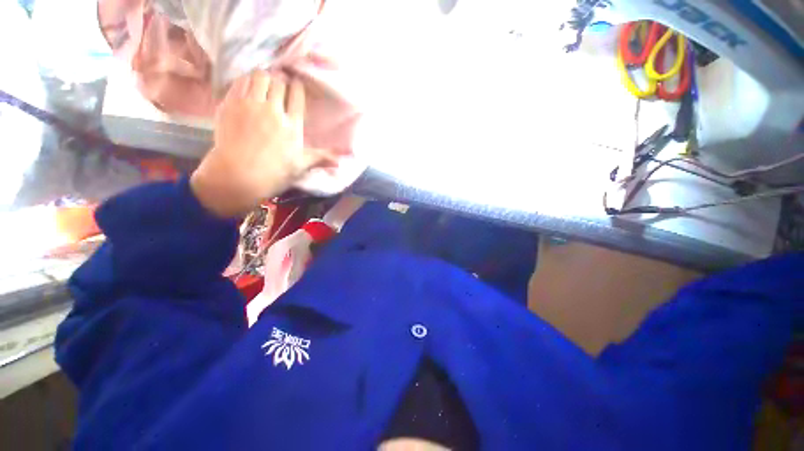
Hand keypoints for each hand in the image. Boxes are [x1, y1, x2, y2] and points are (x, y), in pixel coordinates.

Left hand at [190, 71, 334, 217]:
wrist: (238, 176)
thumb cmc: (274, 173)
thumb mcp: (301, 166)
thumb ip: (321, 158)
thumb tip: (342, 162)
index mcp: (292, 125)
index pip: (297, 96)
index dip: (297, 87)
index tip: (296, 85)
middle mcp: (273, 110)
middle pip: (278, 82)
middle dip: (280, 80)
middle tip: (279, 84)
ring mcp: (250, 105)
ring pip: (259, 76)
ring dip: (264, 77)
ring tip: (264, 83)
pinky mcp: (230, 104)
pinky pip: (239, 82)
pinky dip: (245, 80)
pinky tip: (247, 87)